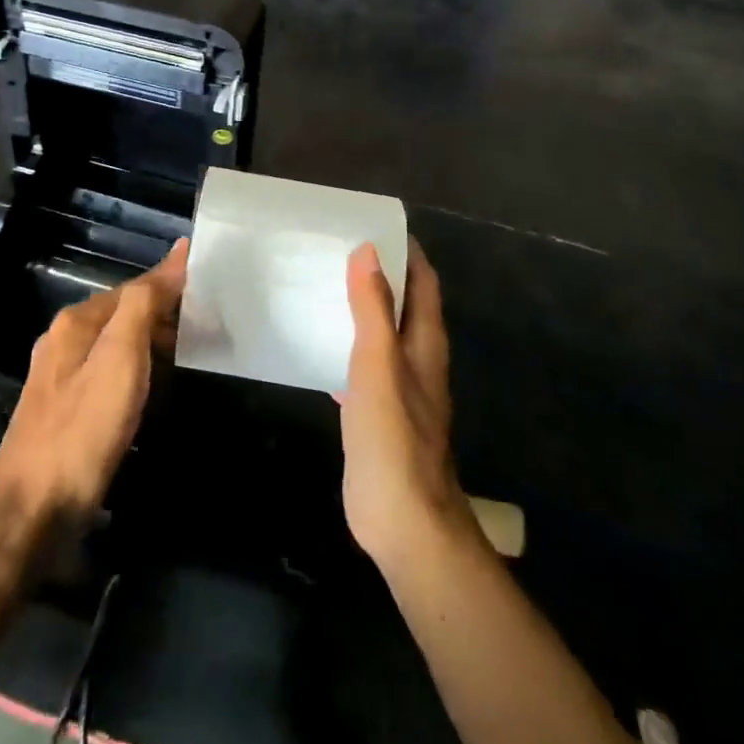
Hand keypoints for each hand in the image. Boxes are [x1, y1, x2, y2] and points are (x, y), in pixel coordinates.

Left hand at [0, 241, 187, 529]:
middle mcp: (64, 341)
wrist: (34, 510)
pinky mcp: (65, 412)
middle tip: (211, 326)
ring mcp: (61, 379)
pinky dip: (139, 374)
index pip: (134, 288)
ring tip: (194, 354)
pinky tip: (156, 391)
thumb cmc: (83, 429)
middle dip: (164, 316)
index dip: (171, 284)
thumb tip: (177, 252)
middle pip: (123, 314)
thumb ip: (145, 303)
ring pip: (116, 346)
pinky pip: (110, 376)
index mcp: (76, 322)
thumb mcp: (120, 357)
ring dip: (153, 345)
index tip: (212, 288)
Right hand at [341, 240, 477, 570]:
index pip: (423, 283)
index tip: (373, 225)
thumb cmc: (393, 436)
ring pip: (381, 336)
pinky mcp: (377, 415)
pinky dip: (344, 349)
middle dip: (378, 276)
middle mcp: (417, 361)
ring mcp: (398, 390)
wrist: (402, 519)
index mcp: (425, 343)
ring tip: (323, 287)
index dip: (406, 252)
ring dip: (360, 311)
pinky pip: (361, 368)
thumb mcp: (378, 364)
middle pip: (402, 306)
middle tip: (337, 250)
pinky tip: (317, 346)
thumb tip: (368, 251)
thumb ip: (373, 308)